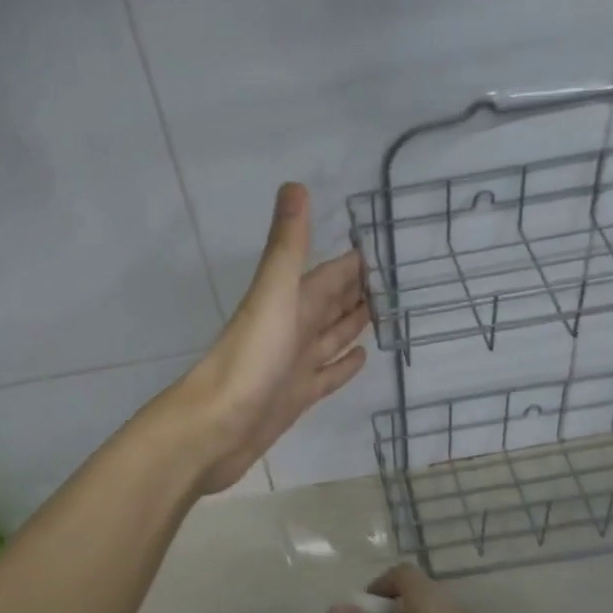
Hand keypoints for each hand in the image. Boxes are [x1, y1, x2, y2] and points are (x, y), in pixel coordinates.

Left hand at [173, 183, 370, 493]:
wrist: (216, 428)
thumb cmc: (250, 359)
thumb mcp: (273, 295)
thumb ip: (286, 246)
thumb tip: (294, 184)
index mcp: (288, 302)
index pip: (328, 275)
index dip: (353, 263)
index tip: (386, 250)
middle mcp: (292, 329)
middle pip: (330, 303)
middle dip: (358, 291)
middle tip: (397, 282)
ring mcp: (294, 365)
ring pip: (330, 337)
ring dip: (353, 323)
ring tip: (386, 313)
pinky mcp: (297, 397)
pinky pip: (326, 375)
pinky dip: (343, 365)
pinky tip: (362, 357)